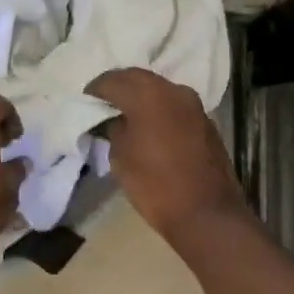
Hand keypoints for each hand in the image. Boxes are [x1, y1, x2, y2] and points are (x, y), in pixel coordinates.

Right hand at [87, 68, 244, 242]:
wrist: (207, 215)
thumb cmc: (155, 185)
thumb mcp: (120, 157)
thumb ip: (114, 129)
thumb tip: (114, 120)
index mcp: (148, 95)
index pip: (113, 80)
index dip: (96, 89)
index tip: (86, 99)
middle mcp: (173, 90)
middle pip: (138, 78)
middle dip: (119, 86)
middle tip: (103, 101)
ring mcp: (193, 105)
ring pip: (159, 89)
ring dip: (141, 96)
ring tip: (125, 112)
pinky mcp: (205, 121)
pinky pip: (174, 105)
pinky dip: (158, 108)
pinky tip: (149, 125)